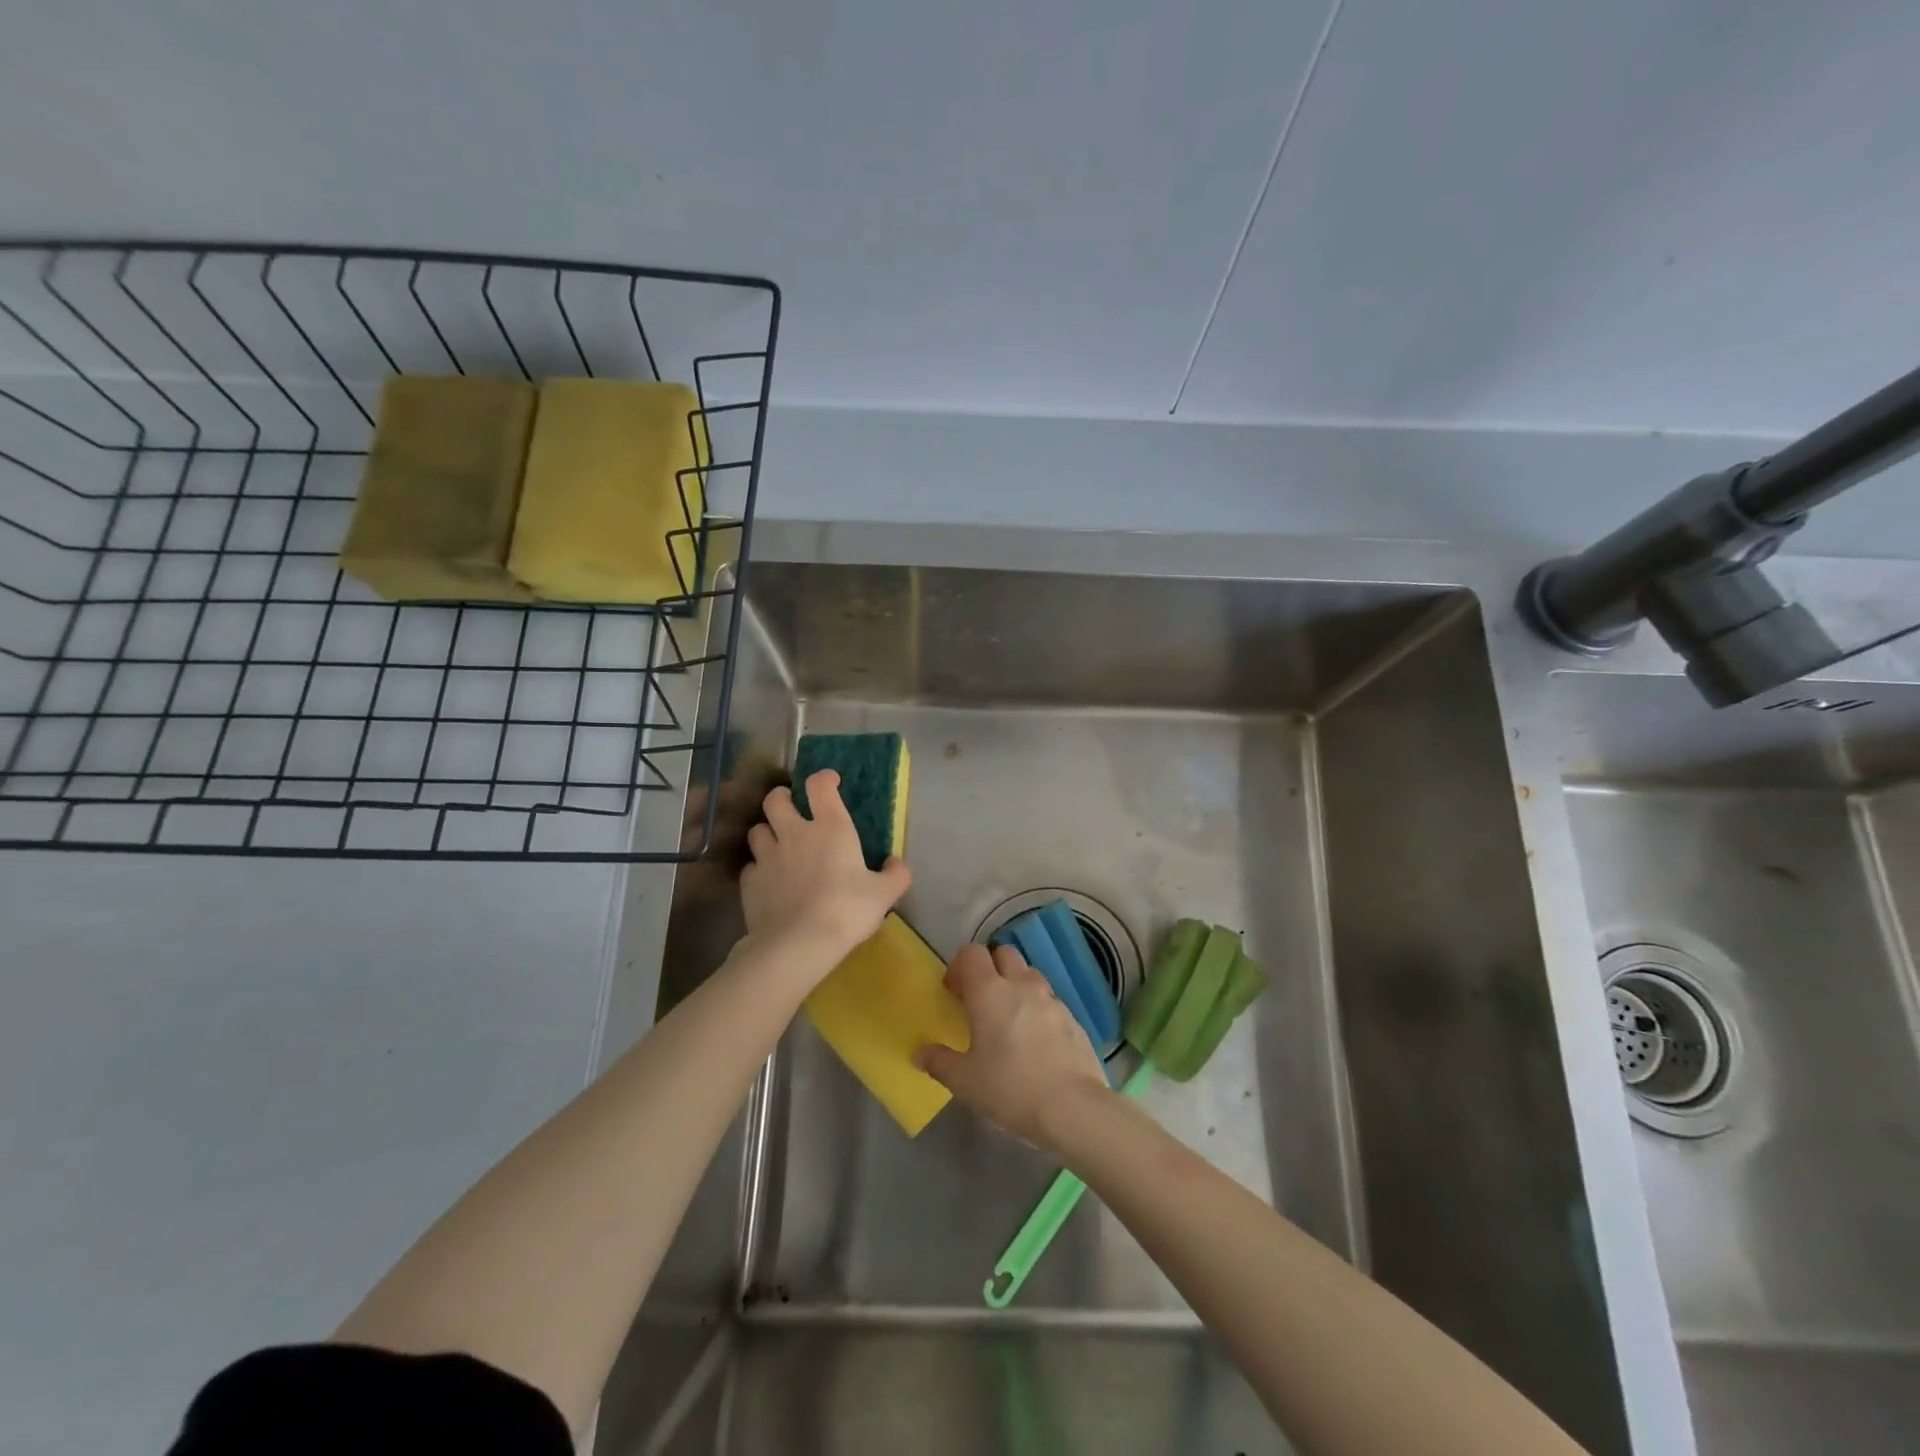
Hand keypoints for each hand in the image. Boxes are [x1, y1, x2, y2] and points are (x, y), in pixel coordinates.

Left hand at [740, 769, 910, 967]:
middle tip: (792, 809)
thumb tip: (897, 864)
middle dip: (782, 798)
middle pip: (776, 799)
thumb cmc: (847, 910)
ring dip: (767, 832)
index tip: (830, 782)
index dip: (824, 778)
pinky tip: (768, 880)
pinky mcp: (749, 882)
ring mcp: (767, 856)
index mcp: (830, 828)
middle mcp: (794, 833)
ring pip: (757, 830)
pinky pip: (750, 866)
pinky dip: (759, 868)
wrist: (800, 943)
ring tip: (777, 844)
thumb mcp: (884, 894)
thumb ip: (896, 875)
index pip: (819, 786)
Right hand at [915, 943, 1110, 1149]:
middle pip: (1003, 954)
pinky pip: (1049, 1000)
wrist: (1073, 1108)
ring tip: (1009, 1020)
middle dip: (990, 968)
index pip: (972, 953)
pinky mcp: (1073, 1018)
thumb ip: (939, 1062)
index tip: (954, 992)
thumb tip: (920, 1053)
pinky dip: (1037, 1009)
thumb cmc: (1010, 1089)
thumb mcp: (964, 1082)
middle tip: (981, 1000)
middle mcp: (1021, 985)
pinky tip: (1035, 1042)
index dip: (959, 966)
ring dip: (1016, 985)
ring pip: (1029, 974)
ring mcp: (1051, 999)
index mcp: (989, 992)